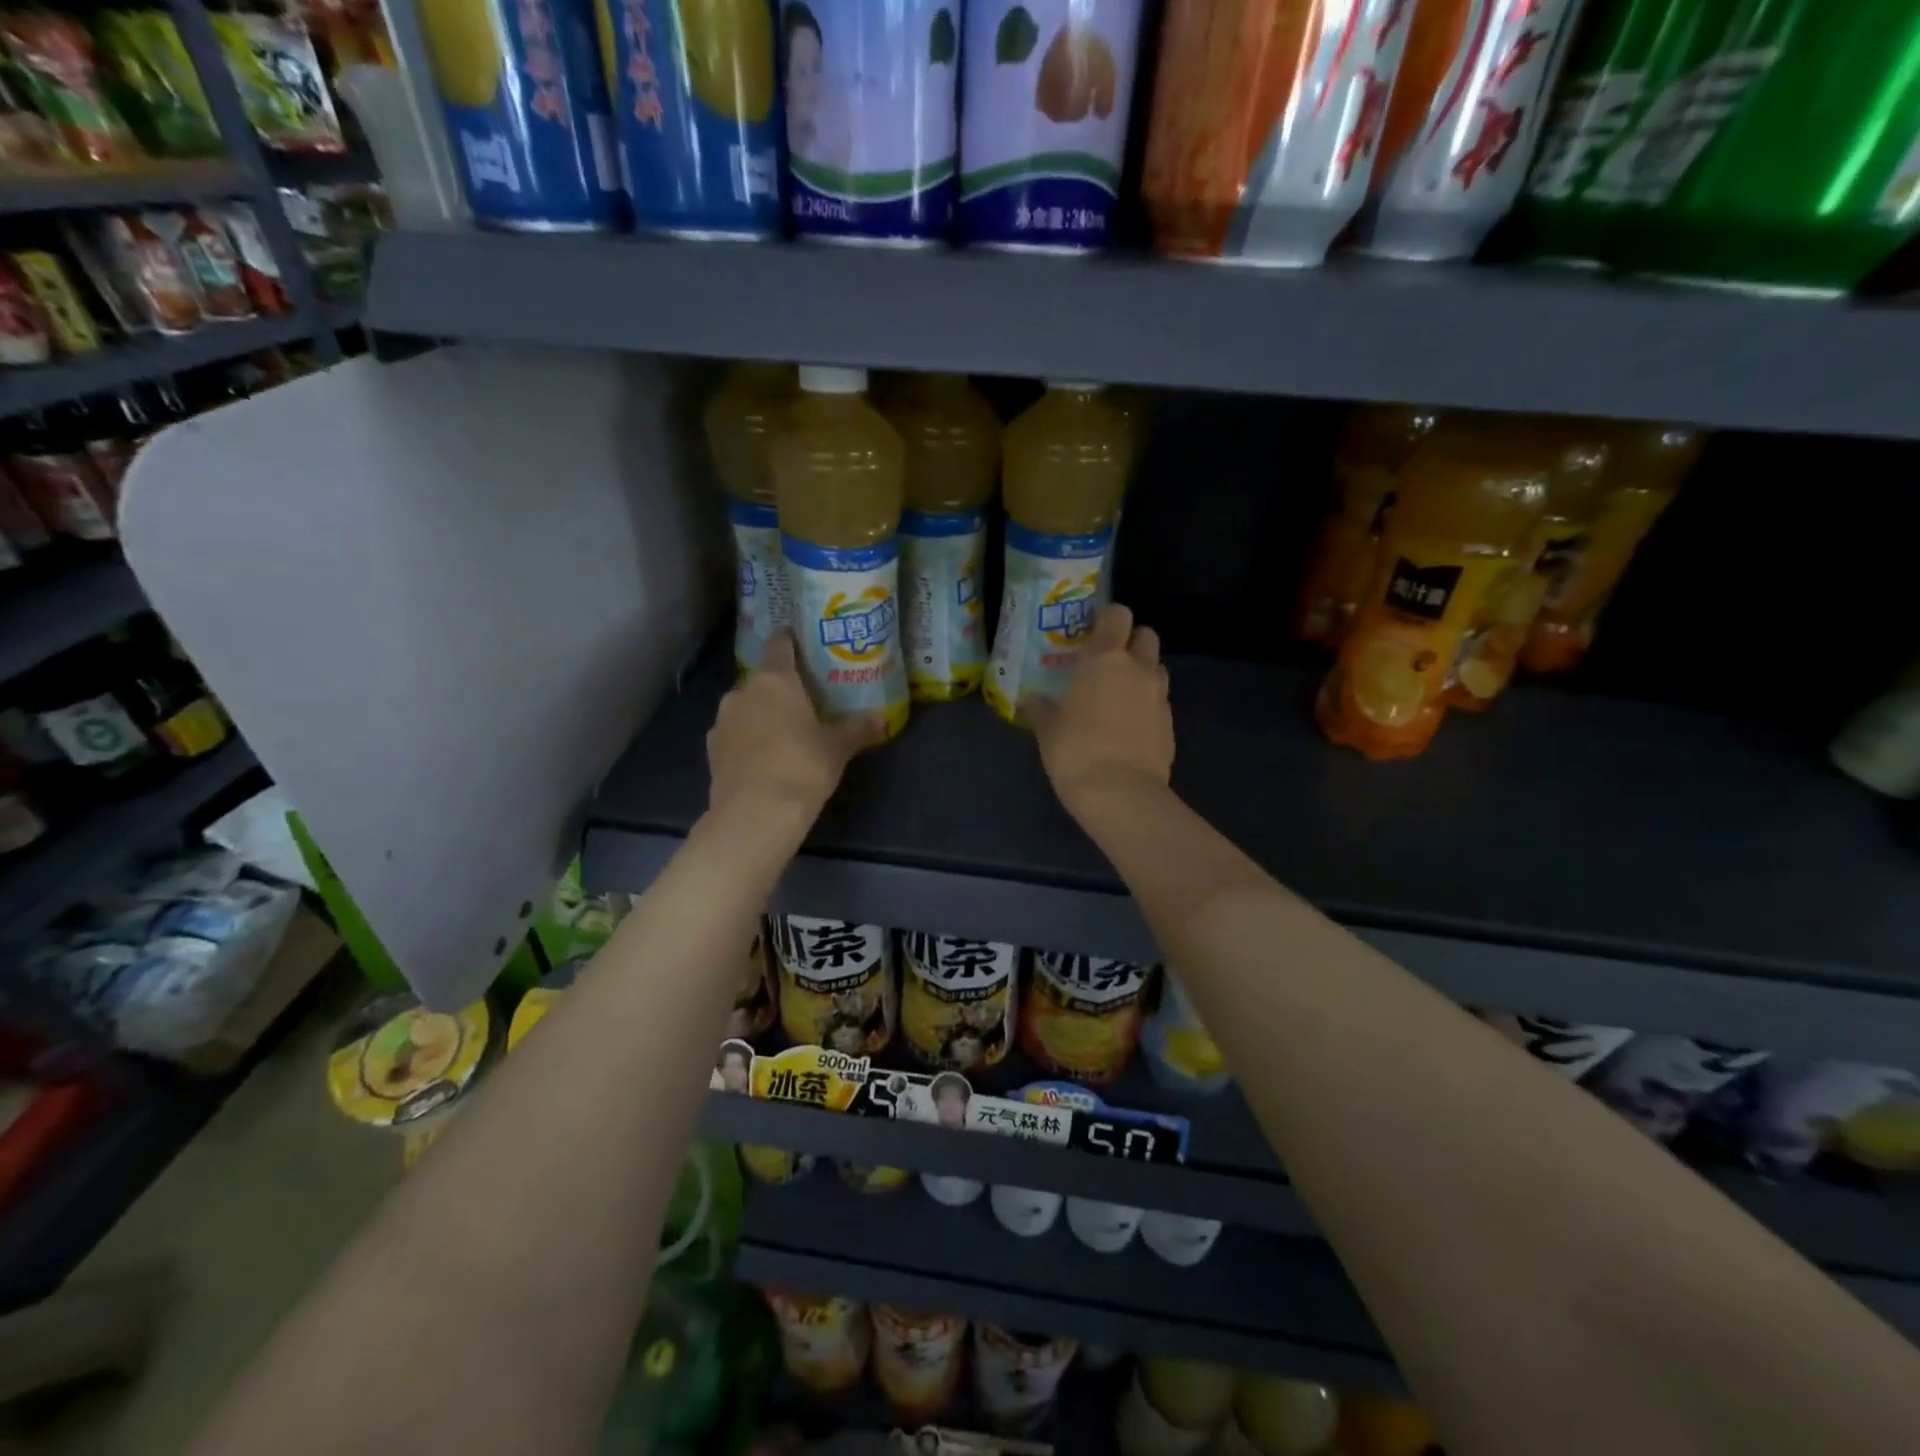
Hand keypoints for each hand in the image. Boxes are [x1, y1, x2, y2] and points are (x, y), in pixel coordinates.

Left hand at [707, 634, 883, 815]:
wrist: (754, 814)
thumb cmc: (801, 768)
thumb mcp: (838, 749)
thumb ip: (858, 729)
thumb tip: (882, 718)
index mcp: (775, 680)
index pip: (780, 644)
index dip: (792, 641)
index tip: (806, 645)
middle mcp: (743, 692)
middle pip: (764, 679)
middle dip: (783, 686)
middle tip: (807, 698)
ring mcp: (722, 720)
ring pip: (747, 706)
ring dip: (763, 713)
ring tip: (786, 730)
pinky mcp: (712, 749)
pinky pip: (735, 732)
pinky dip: (749, 737)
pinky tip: (765, 755)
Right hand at [1028, 604, 1173, 817]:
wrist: (1120, 794)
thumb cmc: (1075, 750)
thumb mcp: (1047, 729)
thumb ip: (1041, 708)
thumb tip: (1032, 701)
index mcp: (1106, 659)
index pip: (1117, 615)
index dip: (1107, 619)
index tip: (1092, 632)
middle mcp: (1139, 669)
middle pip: (1146, 635)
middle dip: (1131, 642)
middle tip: (1108, 662)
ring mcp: (1160, 697)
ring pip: (1157, 668)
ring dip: (1142, 673)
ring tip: (1118, 695)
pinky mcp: (1171, 725)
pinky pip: (1159, 702)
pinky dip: (1147, 706)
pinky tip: (1128, 727)